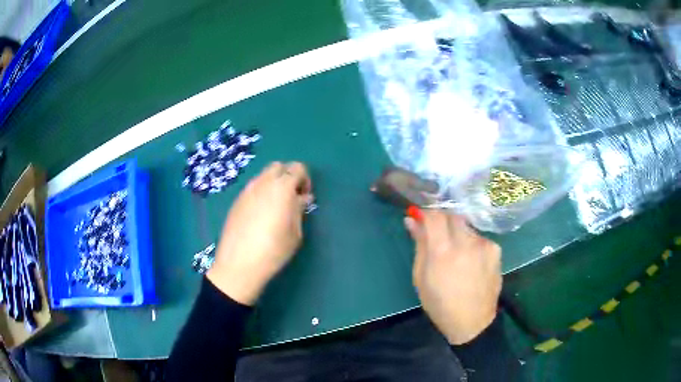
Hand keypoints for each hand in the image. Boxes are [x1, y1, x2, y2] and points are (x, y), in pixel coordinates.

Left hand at [207, 162, 312, 305]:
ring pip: (263, 176)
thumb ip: (299, 210)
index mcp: (282, 188)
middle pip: (279, 167)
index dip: (305, 179)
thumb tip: (302, 198)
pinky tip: (261, 214)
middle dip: (288, 177)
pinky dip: (261, 192)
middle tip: (292, 198)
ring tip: (276, 207)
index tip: (305, 197)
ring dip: (274, 184)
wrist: (238, 264)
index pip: (297, 168)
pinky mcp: (236, 201)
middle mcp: (263, 183)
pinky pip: (253, 188)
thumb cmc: (273, 250)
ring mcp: (247, 191)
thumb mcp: (295, 233)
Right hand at [405, 211, 501, 344]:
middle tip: (438, 235)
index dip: (426, 211)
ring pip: (466, 226)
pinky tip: (471, 261)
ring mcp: (484, 245)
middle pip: (452, 214)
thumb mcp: (421, 277)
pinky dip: (471, 243)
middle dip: (443, 219)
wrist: (472, 322)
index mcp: (443, 253)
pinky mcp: (496, 250)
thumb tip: (411, 220)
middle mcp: (466, 243)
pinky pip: (479, 237)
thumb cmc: (440, 304)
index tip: (421, 215)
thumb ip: (419, 245)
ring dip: (458, 233)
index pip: (434, 215)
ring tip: (456, 254)